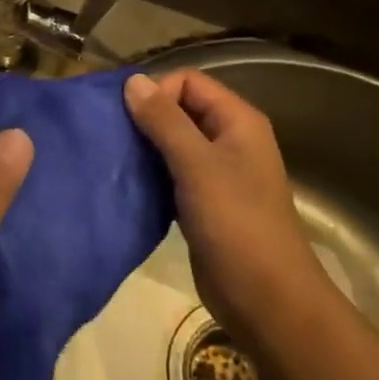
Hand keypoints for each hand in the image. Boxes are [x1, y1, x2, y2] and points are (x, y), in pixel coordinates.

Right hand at [123, 70, 331, 348]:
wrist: (266, 299)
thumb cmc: (236, 224)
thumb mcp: (197, 166)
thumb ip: (164, 121)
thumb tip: (132, 80)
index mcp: (237, 121)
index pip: (188, 81)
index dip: (157, 93)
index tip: (127, 120)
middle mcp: (229, 140)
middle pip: (179, 109)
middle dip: (145, 119)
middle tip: (111, 139)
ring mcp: (217, 173)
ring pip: (172, 143)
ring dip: (144, 148)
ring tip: (113, 161)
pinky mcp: (203, 203)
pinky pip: (171, 174)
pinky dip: (150, 175)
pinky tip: (127, 186)